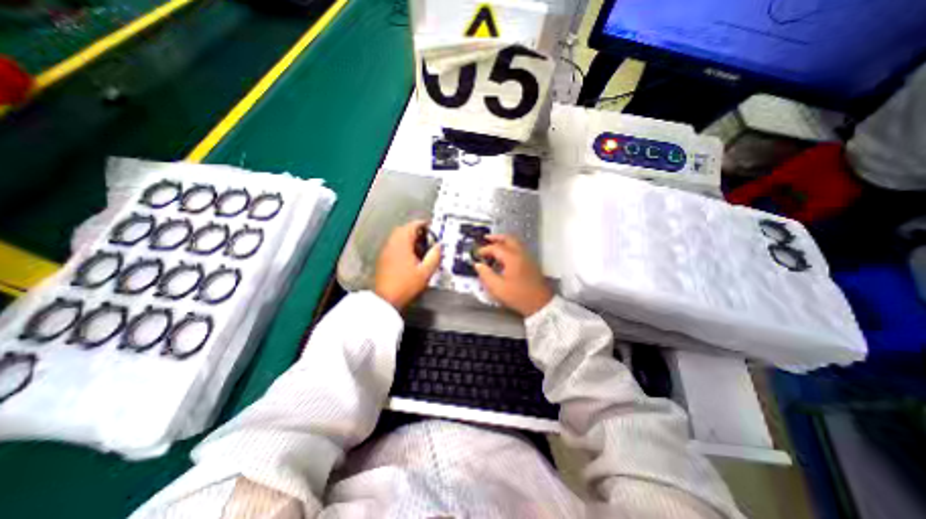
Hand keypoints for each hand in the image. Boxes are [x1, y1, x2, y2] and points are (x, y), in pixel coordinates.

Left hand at [372, 219, 439, 309]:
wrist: (387, 298)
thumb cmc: (405, 285)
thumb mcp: (426, 271)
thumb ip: (435, 256)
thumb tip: (439, 247)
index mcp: (402, 243)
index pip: (413, 225)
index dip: (424, 225)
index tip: (432, 228)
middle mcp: (392, 244)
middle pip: (404, 229)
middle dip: (417, 231)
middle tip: (427, 237)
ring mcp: (386, 251)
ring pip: (398, 237)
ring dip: (410, 238)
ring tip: (420, 247)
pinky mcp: (383, 258)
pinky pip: (394, 245)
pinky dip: (403, 246)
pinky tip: (411, 257)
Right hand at [478, 235, 547, 315]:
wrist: (540, 303)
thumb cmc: (519, 296)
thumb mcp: (497, 287)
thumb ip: (485, 274)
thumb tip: (478, 266)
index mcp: (512, 258)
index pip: (495, 247)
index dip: (484, 249)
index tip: (477, 254)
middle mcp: (521, 254)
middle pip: (508, 238)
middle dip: (496, 237)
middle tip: (486, 239)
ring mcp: (527, 258)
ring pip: (514, 243)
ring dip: (503, 242)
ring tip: (493, 247)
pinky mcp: (530, 263)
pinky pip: (518, 249)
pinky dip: (509, 248)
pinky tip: (503, 257)